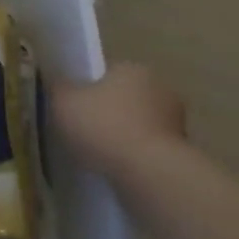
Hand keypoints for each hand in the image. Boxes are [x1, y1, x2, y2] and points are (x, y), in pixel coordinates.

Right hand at [50, 63, 187, 178]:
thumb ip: (58, 89)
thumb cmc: (103, 126)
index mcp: (131, 67)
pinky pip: (149, 147)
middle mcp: (159, 86)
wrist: (148, 171)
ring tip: (101, 156)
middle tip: (86, 133)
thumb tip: (57, 83)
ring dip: (125, 135)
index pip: (107, 73)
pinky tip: (119, 169)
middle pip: (125, 97)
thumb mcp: (64, 103)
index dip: (89, 91)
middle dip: (110, 112)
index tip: (76, 110)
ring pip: (139, 123)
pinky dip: (136, 155)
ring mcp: (175, 118)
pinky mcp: (182, 148)